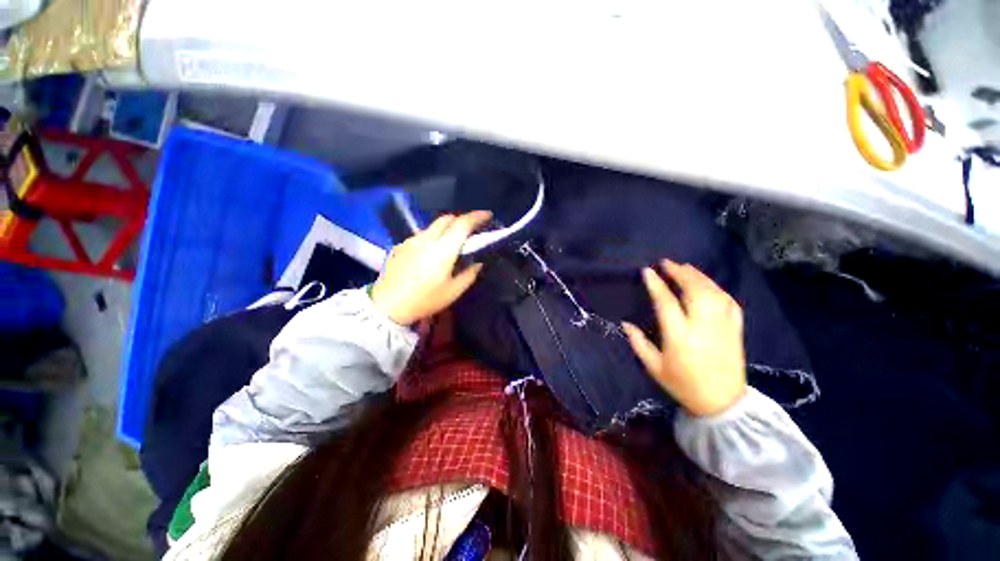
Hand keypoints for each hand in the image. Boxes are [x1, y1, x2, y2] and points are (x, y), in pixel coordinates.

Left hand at [370, 211, 491, 325]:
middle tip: (470, 231)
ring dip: (446, 229)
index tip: (488, 216)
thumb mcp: (453, 291)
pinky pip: (422, 235)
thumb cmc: (424, 300)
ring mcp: (411, 240)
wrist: (387, 306)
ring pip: (433, 226)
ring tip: (451, 244)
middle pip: (447, 218)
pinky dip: (433, 237)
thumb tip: (478, 262)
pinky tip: (431, 254)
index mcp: (442, 250)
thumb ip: (470, 274)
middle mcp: (426, 239)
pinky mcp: (401, 245)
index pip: (462, 224)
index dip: (477, 217)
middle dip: (461, 220)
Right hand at [623, 260, 746, 416]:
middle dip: (680, 273)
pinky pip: (729, 302)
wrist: (722, 403)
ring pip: (713, 293)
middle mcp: (702, 327)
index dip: (656, 285)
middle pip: (694, 291)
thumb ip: (638, 343)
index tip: (648, 271)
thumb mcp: (654, 367)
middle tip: (667, 263)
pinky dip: (717, 289)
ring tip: (684, 267)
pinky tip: (707, 284)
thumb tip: (625, 323)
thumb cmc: (682, 385)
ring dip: (698, 277)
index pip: (667, 303)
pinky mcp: (736, 330)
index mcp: (679, 337)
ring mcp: (723, 327)